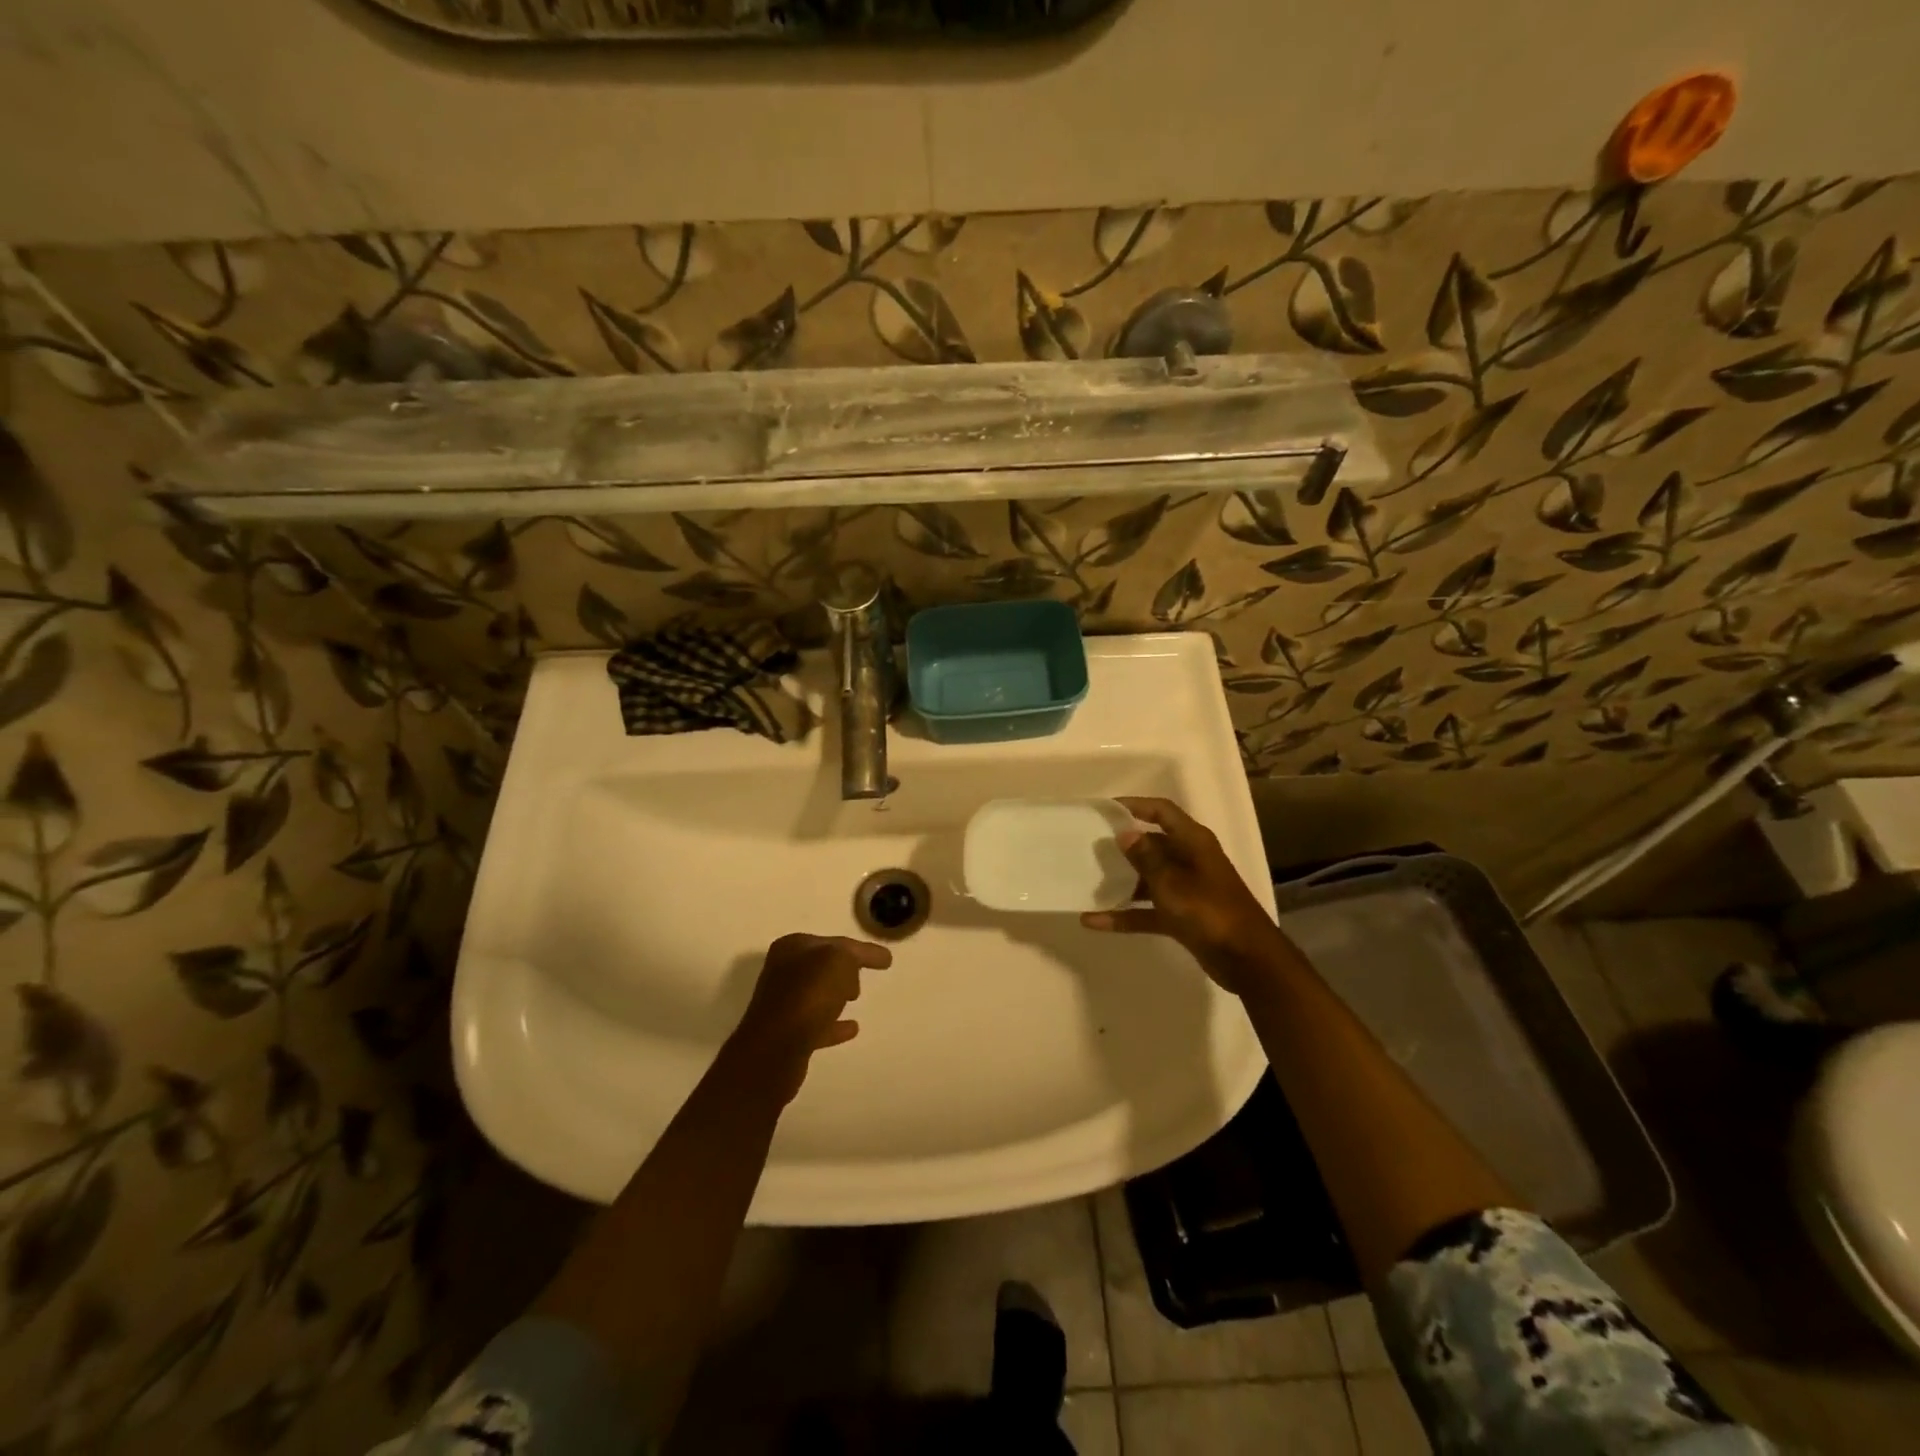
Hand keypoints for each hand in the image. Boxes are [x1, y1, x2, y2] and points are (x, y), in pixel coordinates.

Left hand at [724, 933, 891, 1102]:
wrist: (776, 1050)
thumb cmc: (808, 995)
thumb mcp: (838, 960)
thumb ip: (851, 954)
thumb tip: (857, 962)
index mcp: (793, 947)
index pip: (835, 942)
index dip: (862, 949)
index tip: (886, 959)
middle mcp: (784, 972)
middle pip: (822, 966)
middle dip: (844, 969)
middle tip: (863, 976)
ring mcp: (783, 1005)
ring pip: (817, 994)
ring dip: (835, 995)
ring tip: (856, 998)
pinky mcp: (787, 1035)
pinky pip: (817, 1024)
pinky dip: (834, 1025)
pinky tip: (852, 1028)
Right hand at [1080, 797, 1288, 994]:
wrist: (1247, 959)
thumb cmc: (1209, 910)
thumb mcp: (1171, 881)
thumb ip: (1145, 857)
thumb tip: (1125, 834)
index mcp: (1193, 842)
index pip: (1162, 812)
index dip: (1135, 806)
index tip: (1105, 809)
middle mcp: (1190, 860)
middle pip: (1152, 845)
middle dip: (1123, 847)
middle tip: (1089, 847)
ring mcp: (1186, 890)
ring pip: (1148, 879)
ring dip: (1121, 883)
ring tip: (1087, 882)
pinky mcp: (1182, 917)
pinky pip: (1147, 910)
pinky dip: (1125, 914)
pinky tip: (1094, 921)